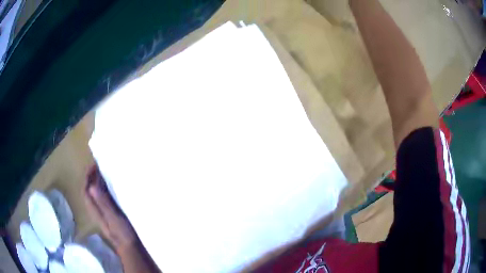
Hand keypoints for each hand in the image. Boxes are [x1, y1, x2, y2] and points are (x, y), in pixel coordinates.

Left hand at [84, 166, 137, 251]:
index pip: (85, 189)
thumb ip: (103, 204)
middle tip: (101, 164)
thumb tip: (91, 186)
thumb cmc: (123, 234)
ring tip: (107, 170)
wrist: (132, 248)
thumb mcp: (113, 219)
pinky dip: (107, 188)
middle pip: (90, 189)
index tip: (94, 164)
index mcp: (95, 209)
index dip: (87, 176)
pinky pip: (105, 196)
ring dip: (99, 181)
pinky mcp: (111, 212)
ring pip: (97, 192)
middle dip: (93, 176)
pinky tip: (115, 185)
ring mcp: (104, 211)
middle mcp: (97, 208)